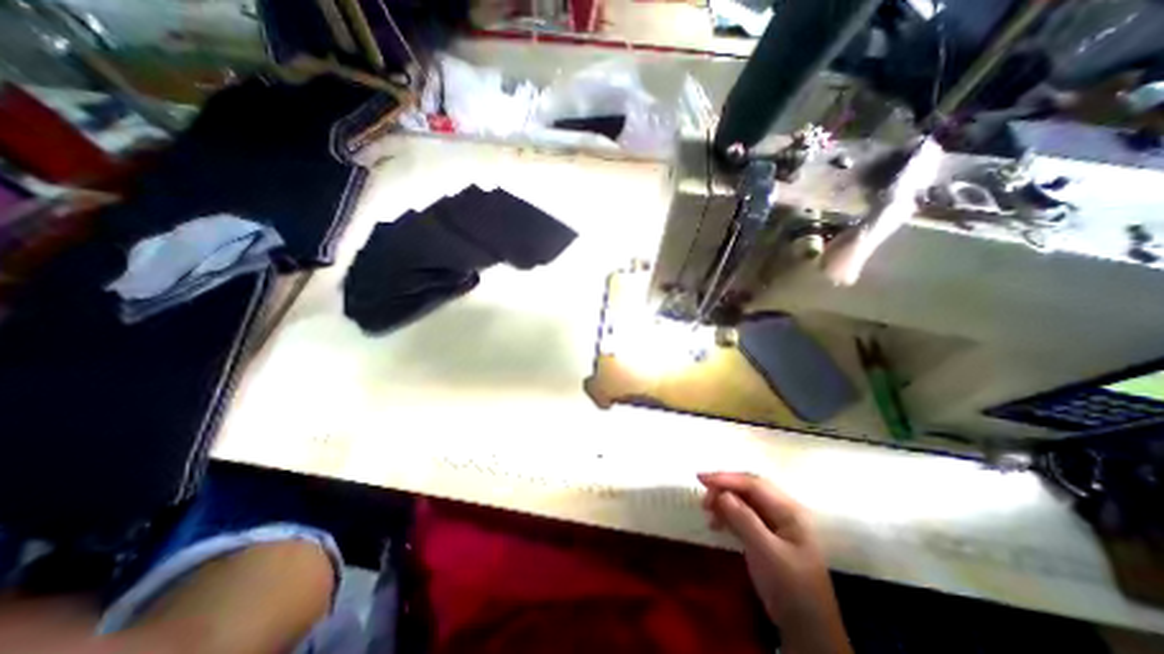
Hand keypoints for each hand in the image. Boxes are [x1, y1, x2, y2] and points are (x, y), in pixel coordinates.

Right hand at [695, 472, 851, 652]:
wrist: (808, 633)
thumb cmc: (791, 589)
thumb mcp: (767, 553)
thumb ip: (744, 520)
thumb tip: (721, 493)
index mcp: (789, 511)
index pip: (753, 484)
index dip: (726, 479)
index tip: (700, 479)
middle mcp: (783, 512)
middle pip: (748, 489)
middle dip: (724, 489)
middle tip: (703, 500)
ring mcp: (775, 524)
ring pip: (744, 502)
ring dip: (724, 502)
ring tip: (707, 512)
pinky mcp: (767, 537)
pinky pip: (743, 516)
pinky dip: (727, 515)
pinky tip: (716, 524)